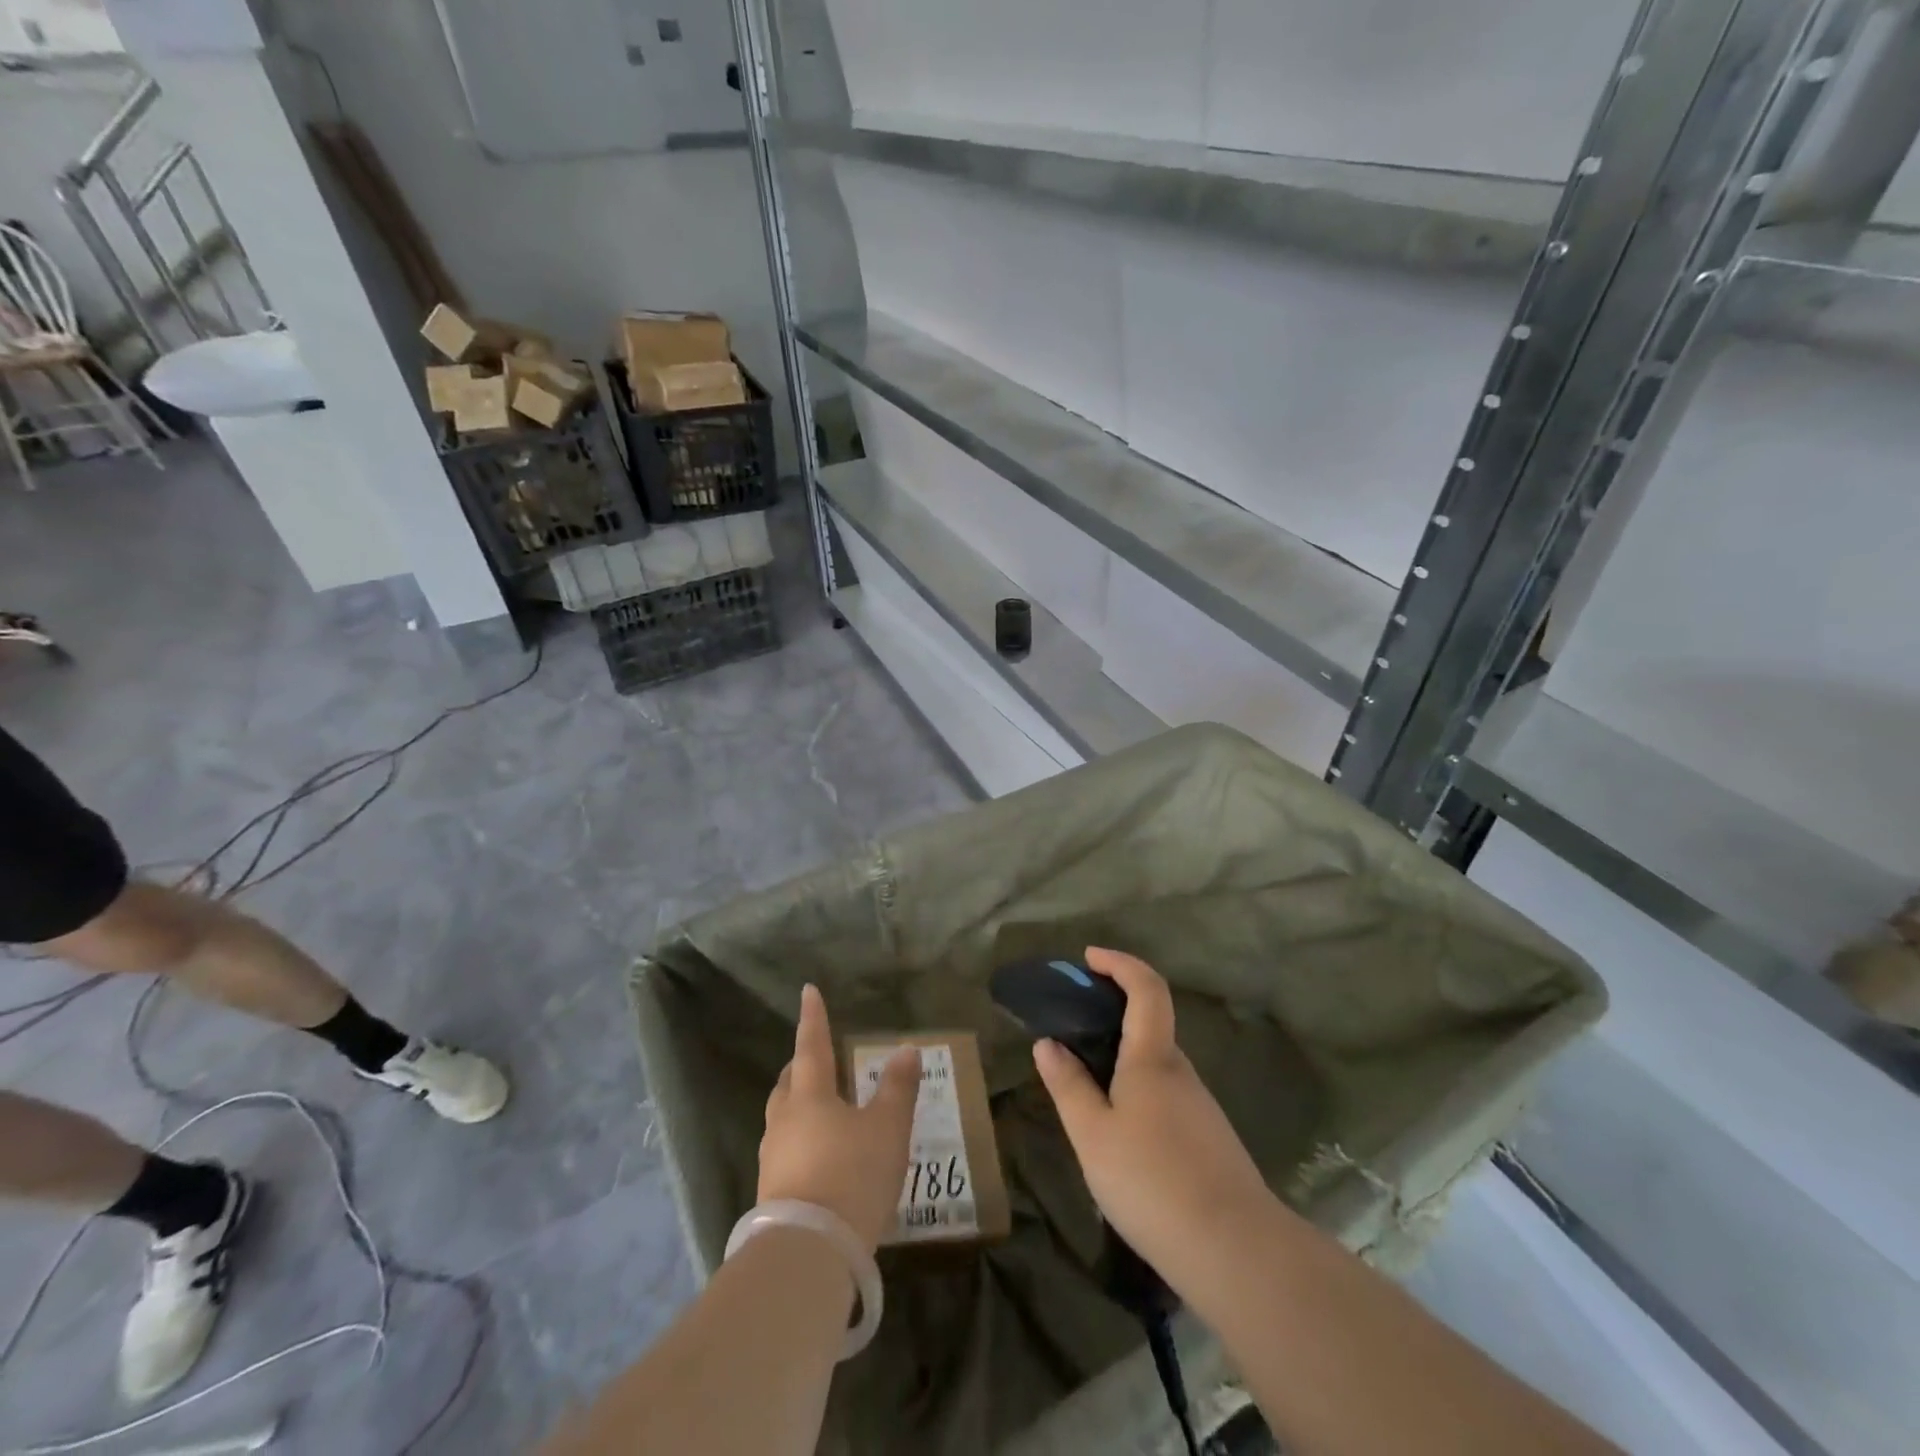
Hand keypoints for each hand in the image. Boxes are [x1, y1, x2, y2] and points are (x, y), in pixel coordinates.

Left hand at [758, 984, 920, 1252]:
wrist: (808, 1253)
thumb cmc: (852, 1175)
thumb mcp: (888, 1129)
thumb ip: (898, 1088)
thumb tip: (906, 1048)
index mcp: (810, 1094)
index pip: (812, 1044)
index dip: (813, 1017)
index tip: (808, 991)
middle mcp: (785, 1119)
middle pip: (790, 1081)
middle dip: (802, 1064)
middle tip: (818, 1056)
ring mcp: (773, 1157)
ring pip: (784, 1116)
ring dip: (799, 1103)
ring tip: (821, 1106)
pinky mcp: (771, 1192)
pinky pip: (786, 1149)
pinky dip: (801, 1139)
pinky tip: (819, 1155)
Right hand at [1032, 948, 1273, 1284]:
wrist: (1235, 1250)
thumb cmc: (1151, 1181)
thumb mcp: (1092, 1135)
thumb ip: (1068, 1085)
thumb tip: (1048, 1043)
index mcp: (1153, 1058)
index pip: (1146, 987)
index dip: (1120, 963)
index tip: (1089, 958)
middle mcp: (1181, 1071)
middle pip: (1150, 1024)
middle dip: (1112, 1014)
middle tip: (1072, 1031)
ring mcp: (1201, 1106)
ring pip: (1157, 1065)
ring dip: (1123, 1059)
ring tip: (1085, 1090)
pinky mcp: (1209, 1137)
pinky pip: (1167, 1095)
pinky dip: (1138, 1090)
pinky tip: (1120, 1133)